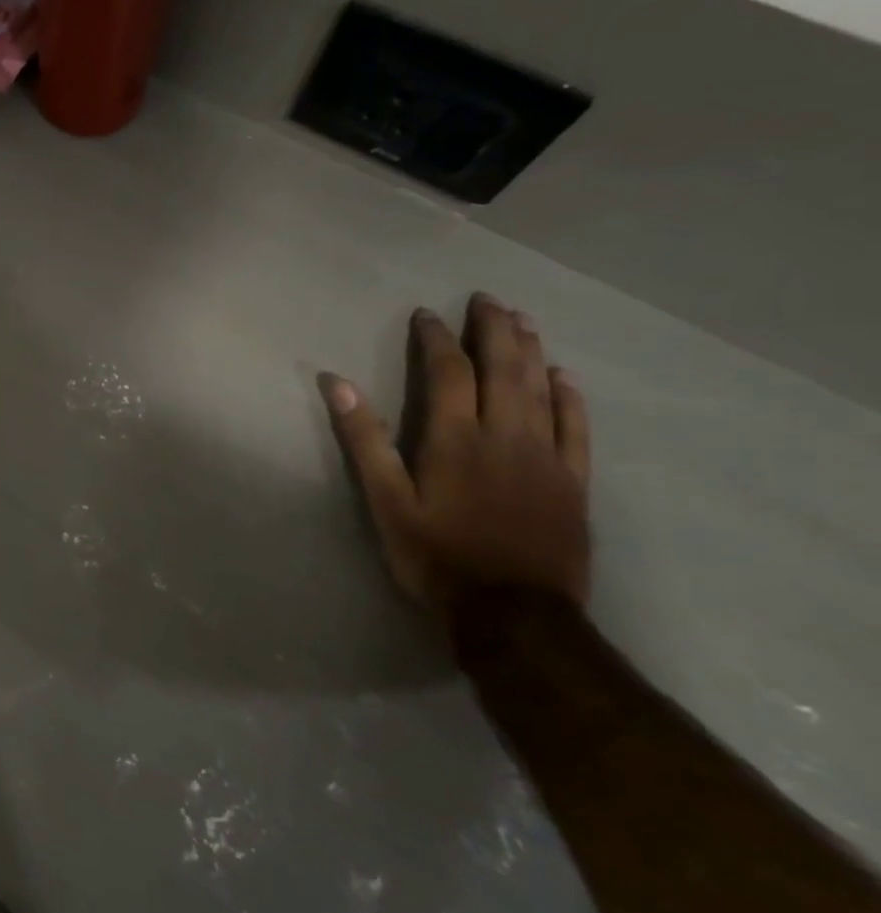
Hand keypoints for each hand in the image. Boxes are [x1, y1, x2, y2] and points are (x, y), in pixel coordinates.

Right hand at [322, 294, 591, 621]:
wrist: (514, 614)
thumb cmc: (436, 556)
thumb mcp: (386, 501)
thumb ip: (364, 440)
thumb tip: (336, 383)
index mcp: (456, 439)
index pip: (448, 373)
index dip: (436, 339)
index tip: (426, 315)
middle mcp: (505, 436)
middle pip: (503, 369)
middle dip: (493, 330)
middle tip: (486, 299)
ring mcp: (546, 457)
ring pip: (541, 390)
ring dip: (531, 351)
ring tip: (523, 321)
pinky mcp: (573, 482)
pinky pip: (576, 428)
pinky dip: (570, 398)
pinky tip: (564, 377)